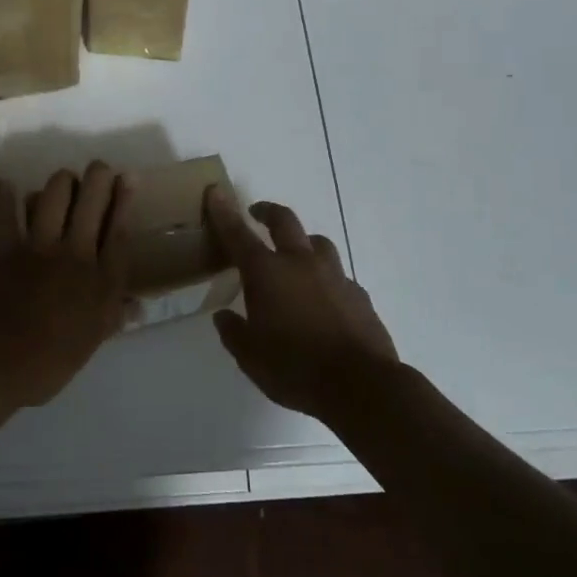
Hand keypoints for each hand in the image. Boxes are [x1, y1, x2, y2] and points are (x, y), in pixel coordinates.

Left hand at [0, 162, 135, 407]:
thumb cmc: (50, 364)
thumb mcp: (92, 342)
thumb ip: (114, 316)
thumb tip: (138, 306)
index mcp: (102, 282)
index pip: (120, 230)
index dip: (125, 200)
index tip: (128, 177)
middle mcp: (76, 255)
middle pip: (93, 203)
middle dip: (98, 177)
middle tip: (98, 169)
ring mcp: (39, 248)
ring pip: (55, 196)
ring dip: (61, 182)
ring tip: (63, 181)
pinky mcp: (3, 249)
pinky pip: (3, 214)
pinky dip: (3, 197)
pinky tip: (5, 186)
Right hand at [205, 187, 400, 421]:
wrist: (361, 384)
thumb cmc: (295, 368)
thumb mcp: (251, 358)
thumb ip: (234, 333)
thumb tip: (224, 317)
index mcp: (268, 273)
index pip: (239, 234)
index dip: (224, 212)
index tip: (216, 192)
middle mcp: (300, 263)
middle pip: (284, 221)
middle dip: (268, 211)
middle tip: (257, 212)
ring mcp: (334, 275)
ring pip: (317, 242)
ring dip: (302, 242)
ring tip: (295, 256)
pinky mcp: (358, 294)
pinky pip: (338, 275)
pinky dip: (325, 278)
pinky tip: (323, 298)